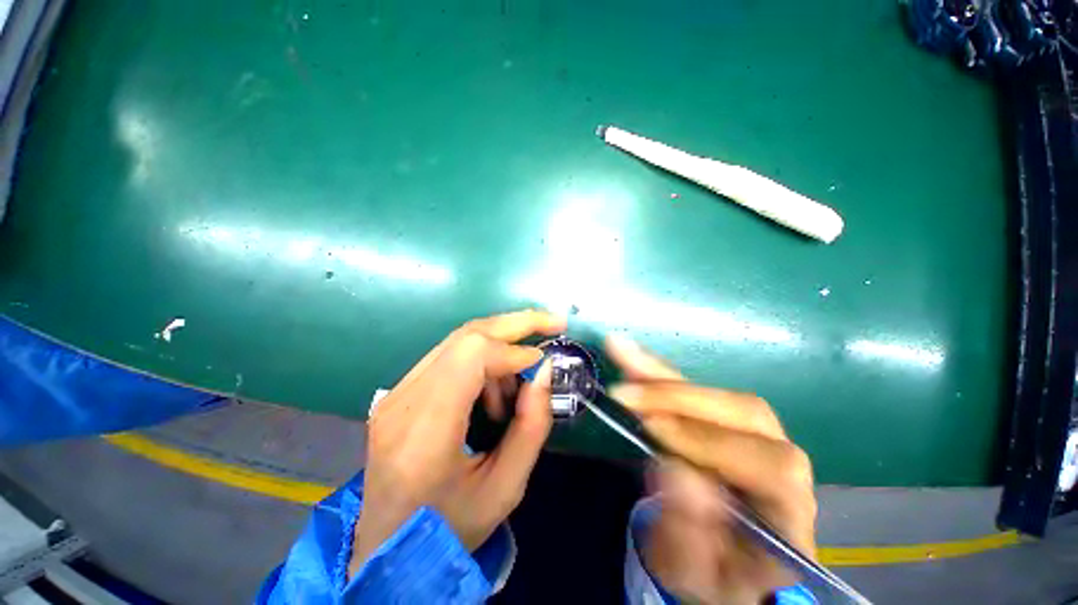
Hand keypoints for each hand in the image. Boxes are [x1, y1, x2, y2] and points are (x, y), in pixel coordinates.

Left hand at [349, 310, 565, 576]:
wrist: (388, 550)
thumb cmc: (448, 530)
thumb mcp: (506, 489)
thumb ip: (531, 426)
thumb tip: (543, 371)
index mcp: (424, 433)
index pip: (471, 356)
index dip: (513, 349)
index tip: (543, 362)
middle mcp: (403, 402)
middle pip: (465, 335)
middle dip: (516, 323)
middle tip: (553, 322)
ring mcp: (395, 393)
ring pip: (458, 341)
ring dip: (499, 349)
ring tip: (516, 388)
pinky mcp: (399, 392)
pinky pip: (450, 356)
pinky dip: (482, 361)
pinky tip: (492, 392)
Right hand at [606, 336, 816, 604]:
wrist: (724, 562)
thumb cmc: (712, 574)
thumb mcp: (694, 572)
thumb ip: (689, 534)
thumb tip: (674, 470)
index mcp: (789, 511)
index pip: (767, 465)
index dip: (709, 442)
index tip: (651, 427)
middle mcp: (783, 462)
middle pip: (745, 412)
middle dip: (679, 398)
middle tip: (626, 394)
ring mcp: (755, 435)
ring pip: (716, 392)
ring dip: (662, 375)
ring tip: (621, 353)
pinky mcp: (723, 420)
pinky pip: (691, 389)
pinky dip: (657, 370)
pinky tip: (629, 352)